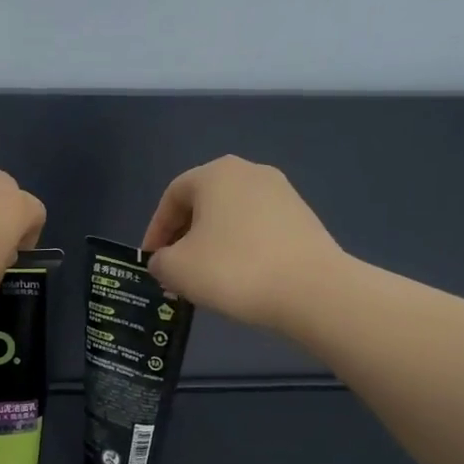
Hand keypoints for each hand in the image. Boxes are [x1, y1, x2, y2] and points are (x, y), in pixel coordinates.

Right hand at [141, 156, 346, 331]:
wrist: (311, 290)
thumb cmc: (233, 270)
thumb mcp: (176, 269)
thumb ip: (159, 261)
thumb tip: (165, 261)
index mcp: (216, 174)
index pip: (172, 196)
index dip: (155, 229)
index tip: (151, 260)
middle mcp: (250, 172)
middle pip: (203, 203)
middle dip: (184, 236)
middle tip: (175, 269)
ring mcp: (282, 193)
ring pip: (231, 217)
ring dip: (212, 243)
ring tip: (205, 277)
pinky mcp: (303, 218)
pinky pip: (258, 229)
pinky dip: (241, 248)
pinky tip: (239, 277)